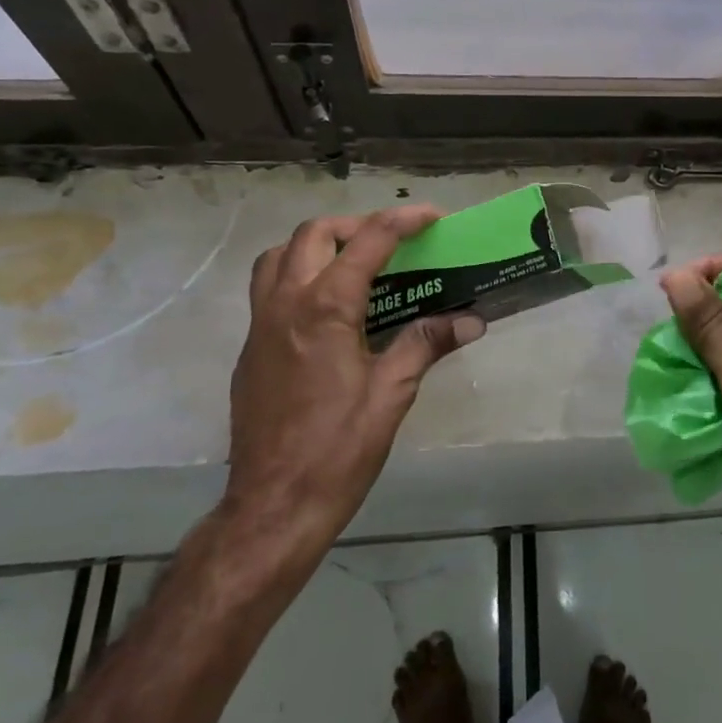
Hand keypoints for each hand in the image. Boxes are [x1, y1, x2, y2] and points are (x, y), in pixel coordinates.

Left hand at [221, 207, 485, 561]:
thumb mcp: (392, 393)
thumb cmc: (338, 448)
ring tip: (354, 264)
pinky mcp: (250, 350)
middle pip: (314, 234)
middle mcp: (286, 304)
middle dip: (357, 225)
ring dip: (317, 245)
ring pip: (279, 256)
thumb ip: (426, 344)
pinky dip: (298, 275)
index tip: (432, 217)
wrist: (274, 505)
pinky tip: (329, 311)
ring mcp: (260, 326)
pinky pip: (268, 289)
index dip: (404, 220)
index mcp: (325, 308)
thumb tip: (471, 320)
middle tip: (393, 241)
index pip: (368, 241)